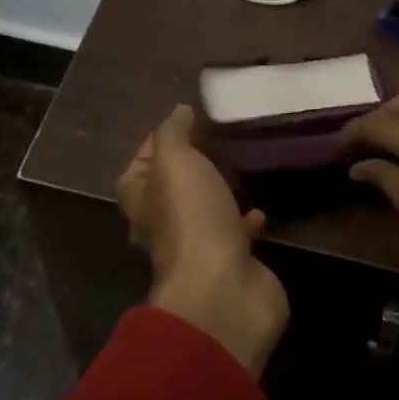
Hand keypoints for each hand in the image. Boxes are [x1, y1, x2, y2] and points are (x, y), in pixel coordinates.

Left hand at [116, 105, 288, 377]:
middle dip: (190, 169)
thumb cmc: (192, 218)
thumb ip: (175, 133)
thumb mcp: (176, 162)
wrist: (224, 289)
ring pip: (205, 212)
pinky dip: (246, 221)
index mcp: (143, 203)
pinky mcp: (232, 262)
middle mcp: (166, 227)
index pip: (137, 170)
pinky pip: (237, 234)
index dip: (152, 146)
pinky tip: (261, 207)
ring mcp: (200, 247)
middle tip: (216, 140)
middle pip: (171, 192)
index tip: (180, 123)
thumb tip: (178, 110)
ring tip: (240, 166)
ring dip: (218, 194)